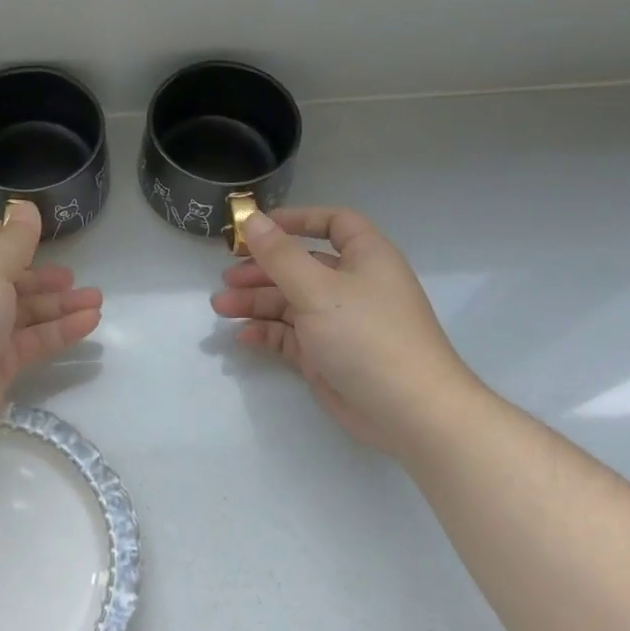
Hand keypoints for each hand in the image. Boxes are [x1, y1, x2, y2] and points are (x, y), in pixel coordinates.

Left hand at [0, 203, 102, 457]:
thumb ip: (15, 239)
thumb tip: (25, 205)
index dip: (5, 234)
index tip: (38, 234)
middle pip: (4, 277)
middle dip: (40, 276)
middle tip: (73, 277)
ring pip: (22, 311)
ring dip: (58, 304)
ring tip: (96, 299)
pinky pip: (30, 340)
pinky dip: (59, 330)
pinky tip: (90, 322)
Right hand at [211, 207, 478, 451]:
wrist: (409, 413)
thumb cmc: (367, 336)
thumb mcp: (317, 289)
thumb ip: (279, 254)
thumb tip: (250, 217)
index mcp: (365, 257)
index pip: (333, 223)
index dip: (296, 220)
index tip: (256, 228)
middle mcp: (353, 285)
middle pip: (301, 265)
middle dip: (262, 269)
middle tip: (226, 278)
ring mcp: (340, 323)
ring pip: (291, 302)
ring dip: (256, 302)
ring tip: (220, 307)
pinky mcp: (328, 356)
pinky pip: (291, 336)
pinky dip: (268, 333)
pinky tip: (243, 336)